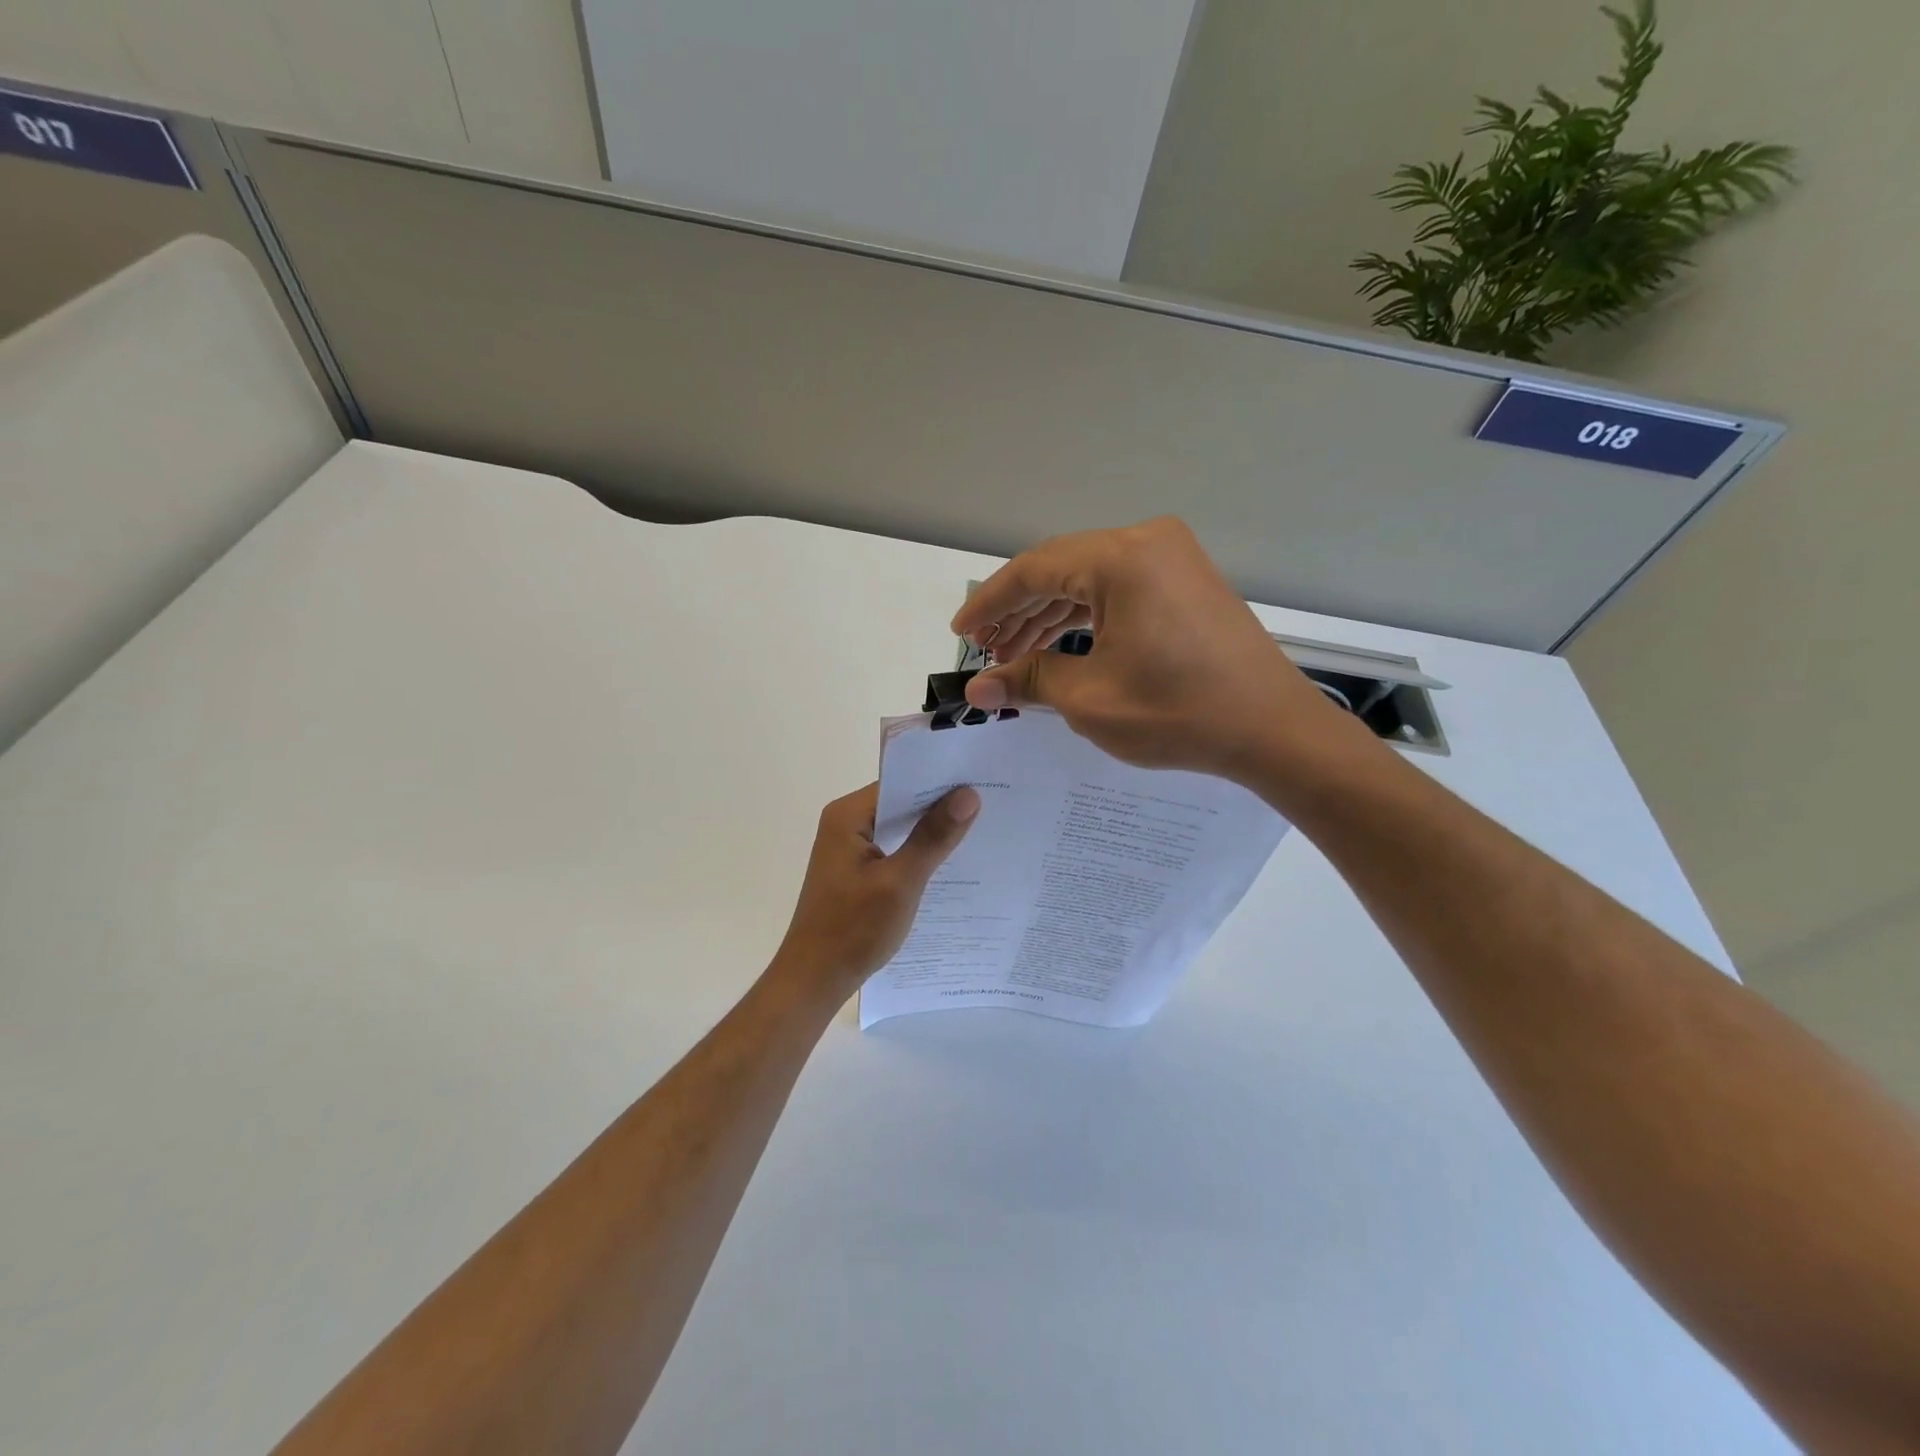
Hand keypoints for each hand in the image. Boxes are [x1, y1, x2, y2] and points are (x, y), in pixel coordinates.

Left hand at [772, 782, 979, 998]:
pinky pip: (893, 849)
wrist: (814, 980)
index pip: (901, 783)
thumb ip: (933, 837)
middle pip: (900, 803)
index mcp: (847, 816)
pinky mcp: (855, 870)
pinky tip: (950, 862)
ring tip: (980, 828)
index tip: (981, 780)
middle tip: (989, 804)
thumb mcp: (901, 882)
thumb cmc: (853, 929)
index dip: (940, 781)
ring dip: (930, 831)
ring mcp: (848, 848)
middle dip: (940, 806)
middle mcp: (845, 823)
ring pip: (899, 828)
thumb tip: (968, 795)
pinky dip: (917, 853)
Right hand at [952, 517, 1362, 785]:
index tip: (960, 633)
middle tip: (987, 650)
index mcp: (1121, 558)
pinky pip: (1119, 590)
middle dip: (1018, 611)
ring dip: (1049, 614)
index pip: (1033, 571)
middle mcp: (1146, 542)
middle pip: (1060, 568)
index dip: (989, 603)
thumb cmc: (1177, 712)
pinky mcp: (1186, 581)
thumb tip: (978, 688)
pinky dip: (1086, 616)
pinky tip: (1061, 646)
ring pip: (1088, 580)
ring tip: (1015, 654)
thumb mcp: (1089, 699)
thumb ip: (1028, 681)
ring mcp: (1172, 559)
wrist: (1272, 730)